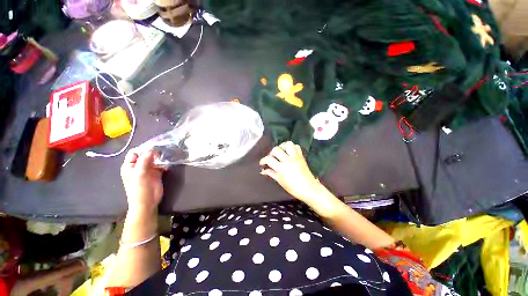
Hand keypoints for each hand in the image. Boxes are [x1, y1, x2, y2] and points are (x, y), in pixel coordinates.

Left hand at [121, 150, 163, 214]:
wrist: (147, 203)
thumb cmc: (139, 189)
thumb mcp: (140, 174)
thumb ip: (144, 161)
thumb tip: (151, 150)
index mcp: (130, 166)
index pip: (135, 152)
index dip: (143, 149)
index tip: (154, 147)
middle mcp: (138, 166)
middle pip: (145, 155)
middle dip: (153, 152)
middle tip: (162, 151)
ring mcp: (148, 170)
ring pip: (154, 160)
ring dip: (160, 158)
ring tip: (166, 156)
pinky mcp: (157, 174)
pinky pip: (160, 165)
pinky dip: (164, 163)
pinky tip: (168, 163)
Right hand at [259, 141, 325, 203]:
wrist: (309, 189)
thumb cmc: (294, 188)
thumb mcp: (280, 181)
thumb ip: (271, 174)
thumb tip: (263, 170)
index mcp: (282, 168)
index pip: (269, 159)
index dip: (263, 160)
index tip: (262, 163)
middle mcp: (288, 160)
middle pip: (276, 150)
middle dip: (271, 153)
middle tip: (272, 158)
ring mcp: (295, 157)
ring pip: (288, 144)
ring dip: (282, 146)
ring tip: (280, 152)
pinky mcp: (301, 156)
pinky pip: (297, 147)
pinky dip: (292, 147)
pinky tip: (289, 152)